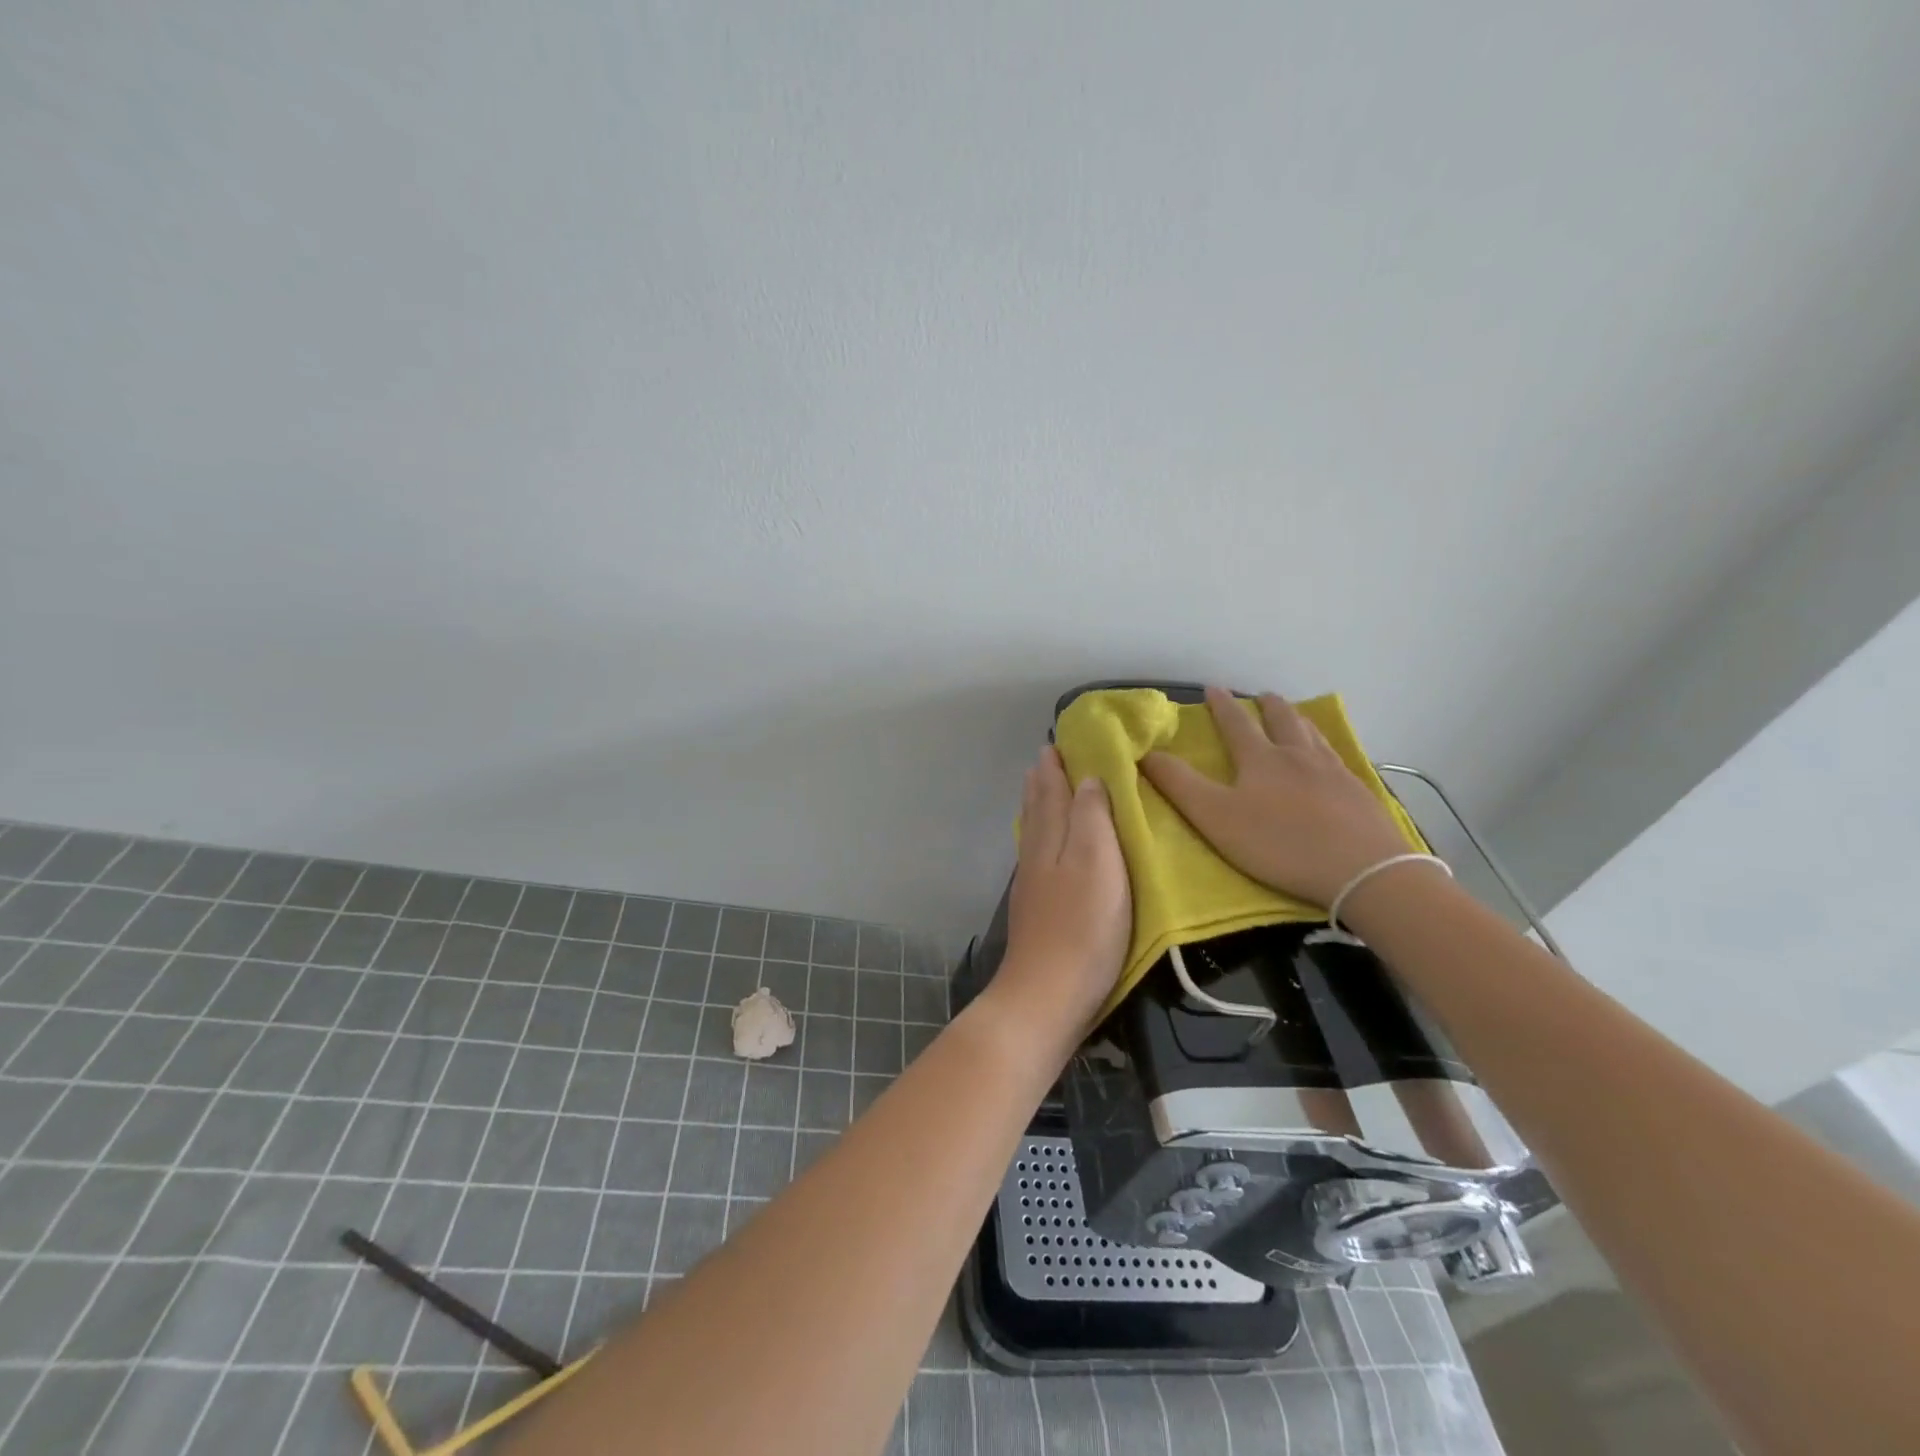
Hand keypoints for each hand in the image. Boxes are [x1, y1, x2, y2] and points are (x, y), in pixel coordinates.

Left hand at [994, 746, 1131, 1037]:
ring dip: (1038, 805)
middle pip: (1037, 808)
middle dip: (1043, 781)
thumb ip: (1091, 818)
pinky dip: (1040, 835)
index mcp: (1052, 838)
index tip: (1057, 740)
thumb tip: (1086, 777)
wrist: (1047, 994)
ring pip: (1034, 832)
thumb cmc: (1083, 926)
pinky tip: (1044, 845)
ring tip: (1041, 788)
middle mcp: (1036, 854)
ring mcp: (1032, 884)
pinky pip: (1036, 855)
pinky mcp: (1035, 910)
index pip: (1052, 791)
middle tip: (1047, 757)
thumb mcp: (1098, 863)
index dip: (1056, 766)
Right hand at [1139, 686, 1412, 906]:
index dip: (1222, 706)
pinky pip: (1341, 760)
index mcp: (1261, 760)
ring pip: (1314, 737)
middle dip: (1268, 707)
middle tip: (1263, 696)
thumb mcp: (1215, 817)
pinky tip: (1334, 760)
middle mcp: (1298, 757)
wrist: (1361, 869)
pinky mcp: (1361, 795)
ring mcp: (1334, 774)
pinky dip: (1329, 750)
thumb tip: (1146, 753)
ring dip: (1300, 722)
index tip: (1212, 688)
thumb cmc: (1279, 843)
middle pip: (1283, 722)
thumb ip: (1179, 785)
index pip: (1236, 725)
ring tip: (1297, 717)